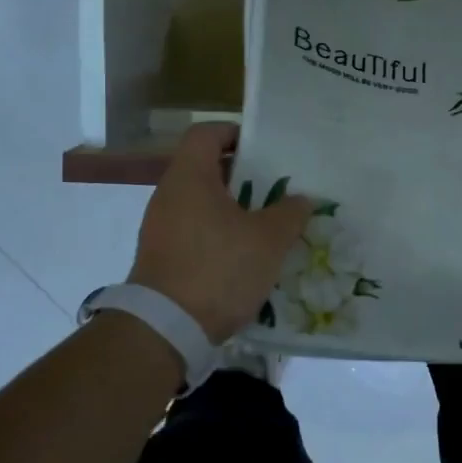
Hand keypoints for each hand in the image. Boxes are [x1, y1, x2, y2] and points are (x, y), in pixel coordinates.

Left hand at [128, 123, 313, 343]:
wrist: (165, 329)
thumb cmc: (219, 268)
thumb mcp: (269, 239)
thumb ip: (290, 213)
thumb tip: (300, 200)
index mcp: (190, 177)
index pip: (206, 133)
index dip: (235, 132)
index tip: (264, 149)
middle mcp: (169, 195)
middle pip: (206, 168)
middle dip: (244, 176)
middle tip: (277, 189)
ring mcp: (161, 228)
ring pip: (202, 203)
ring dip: (234, 209)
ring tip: (267, 225)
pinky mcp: (161, 257)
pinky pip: (195, 231)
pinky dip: (220, 235)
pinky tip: (245, 257)